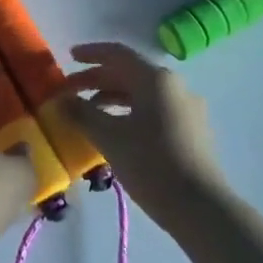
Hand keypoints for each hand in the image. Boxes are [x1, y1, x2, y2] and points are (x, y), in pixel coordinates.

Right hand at [57, 42, 227, 224]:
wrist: (202, 209)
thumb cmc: (151, 164)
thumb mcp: (109, 137)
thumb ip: (81, 113)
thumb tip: (60, 100)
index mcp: (155, 79)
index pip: (117, 54)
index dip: (91, 53)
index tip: (69, 57)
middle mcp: (174, 86)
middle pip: (129, 73)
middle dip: (97, 79)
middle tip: (69, 89)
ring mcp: (187, 109)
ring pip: (142, 93)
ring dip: (112, 97)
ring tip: (88, 111)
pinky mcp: (192, 131)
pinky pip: (154, 110)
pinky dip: (129, 112)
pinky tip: (115, 131)